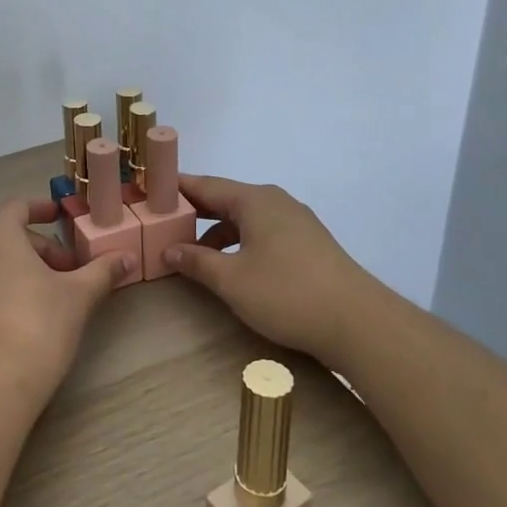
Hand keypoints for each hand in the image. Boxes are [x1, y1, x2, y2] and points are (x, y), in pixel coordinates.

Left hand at [0, 198, 135, 409]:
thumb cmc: (37, 328)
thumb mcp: (78, 296)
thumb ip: (102, 270)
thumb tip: (128, 257)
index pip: (19, 207)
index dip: (43, 209)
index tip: (61, 217)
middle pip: (6, 236)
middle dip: (40, 249)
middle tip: (69, 272)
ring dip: (20, 269)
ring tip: (49, 296)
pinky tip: (21, 318)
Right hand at [162, 175, 370, 361]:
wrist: (357, 322)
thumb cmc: (286, 293)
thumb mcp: (231, 280)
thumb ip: (196, 261)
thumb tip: (169, 249)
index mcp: (255, 200)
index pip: (205, 185)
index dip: (175, 188)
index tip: (148, 191)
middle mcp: (276, 202)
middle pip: (225, 199)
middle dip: (193, 212)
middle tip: (160, 223)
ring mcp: (296, 222)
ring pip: (245, 219)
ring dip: (216, 232)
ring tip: (191, 252)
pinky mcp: (308, 244)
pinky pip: (262, 233)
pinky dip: (240, 243)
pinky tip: (230, 267)